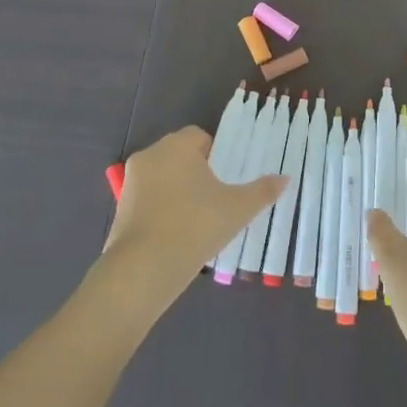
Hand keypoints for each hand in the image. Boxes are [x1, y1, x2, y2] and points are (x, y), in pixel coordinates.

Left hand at [99, 126, 286, 320]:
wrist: (142, 270)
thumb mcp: (238, 209)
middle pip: (181, 155)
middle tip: (218, 199)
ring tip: (199, 220)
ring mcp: (131, 182)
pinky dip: (162, 210)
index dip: (217, 154)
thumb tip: (286, 178)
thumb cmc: (194, 226)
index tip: (227, 179)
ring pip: (164, 178)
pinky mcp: (120, 209)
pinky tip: (177, 234)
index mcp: (177, 145)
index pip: (200, 137)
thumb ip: (263, 191)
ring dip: (180, 191)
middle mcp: (151, 155)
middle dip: (198, 173)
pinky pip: (149, 200)